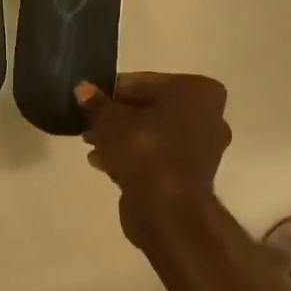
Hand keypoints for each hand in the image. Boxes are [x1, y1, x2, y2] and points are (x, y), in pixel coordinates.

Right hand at [76, 72, 232, 246]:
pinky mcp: (191, 174)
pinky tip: (103, 162)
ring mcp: (202, 147)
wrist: (167, 207)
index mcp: (196, 91)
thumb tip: (83, 89)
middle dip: (118, 116)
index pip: (144, 82)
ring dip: (123, 138)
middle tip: (88, 123)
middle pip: (151, 108)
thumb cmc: (143, 149)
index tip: (88, 100)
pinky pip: (157, 156)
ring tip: (91, 144)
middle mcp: (208, 115)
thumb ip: (96, 103)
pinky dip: (133, 157)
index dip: (112, 91)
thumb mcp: (109, 120)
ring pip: (153, 134)